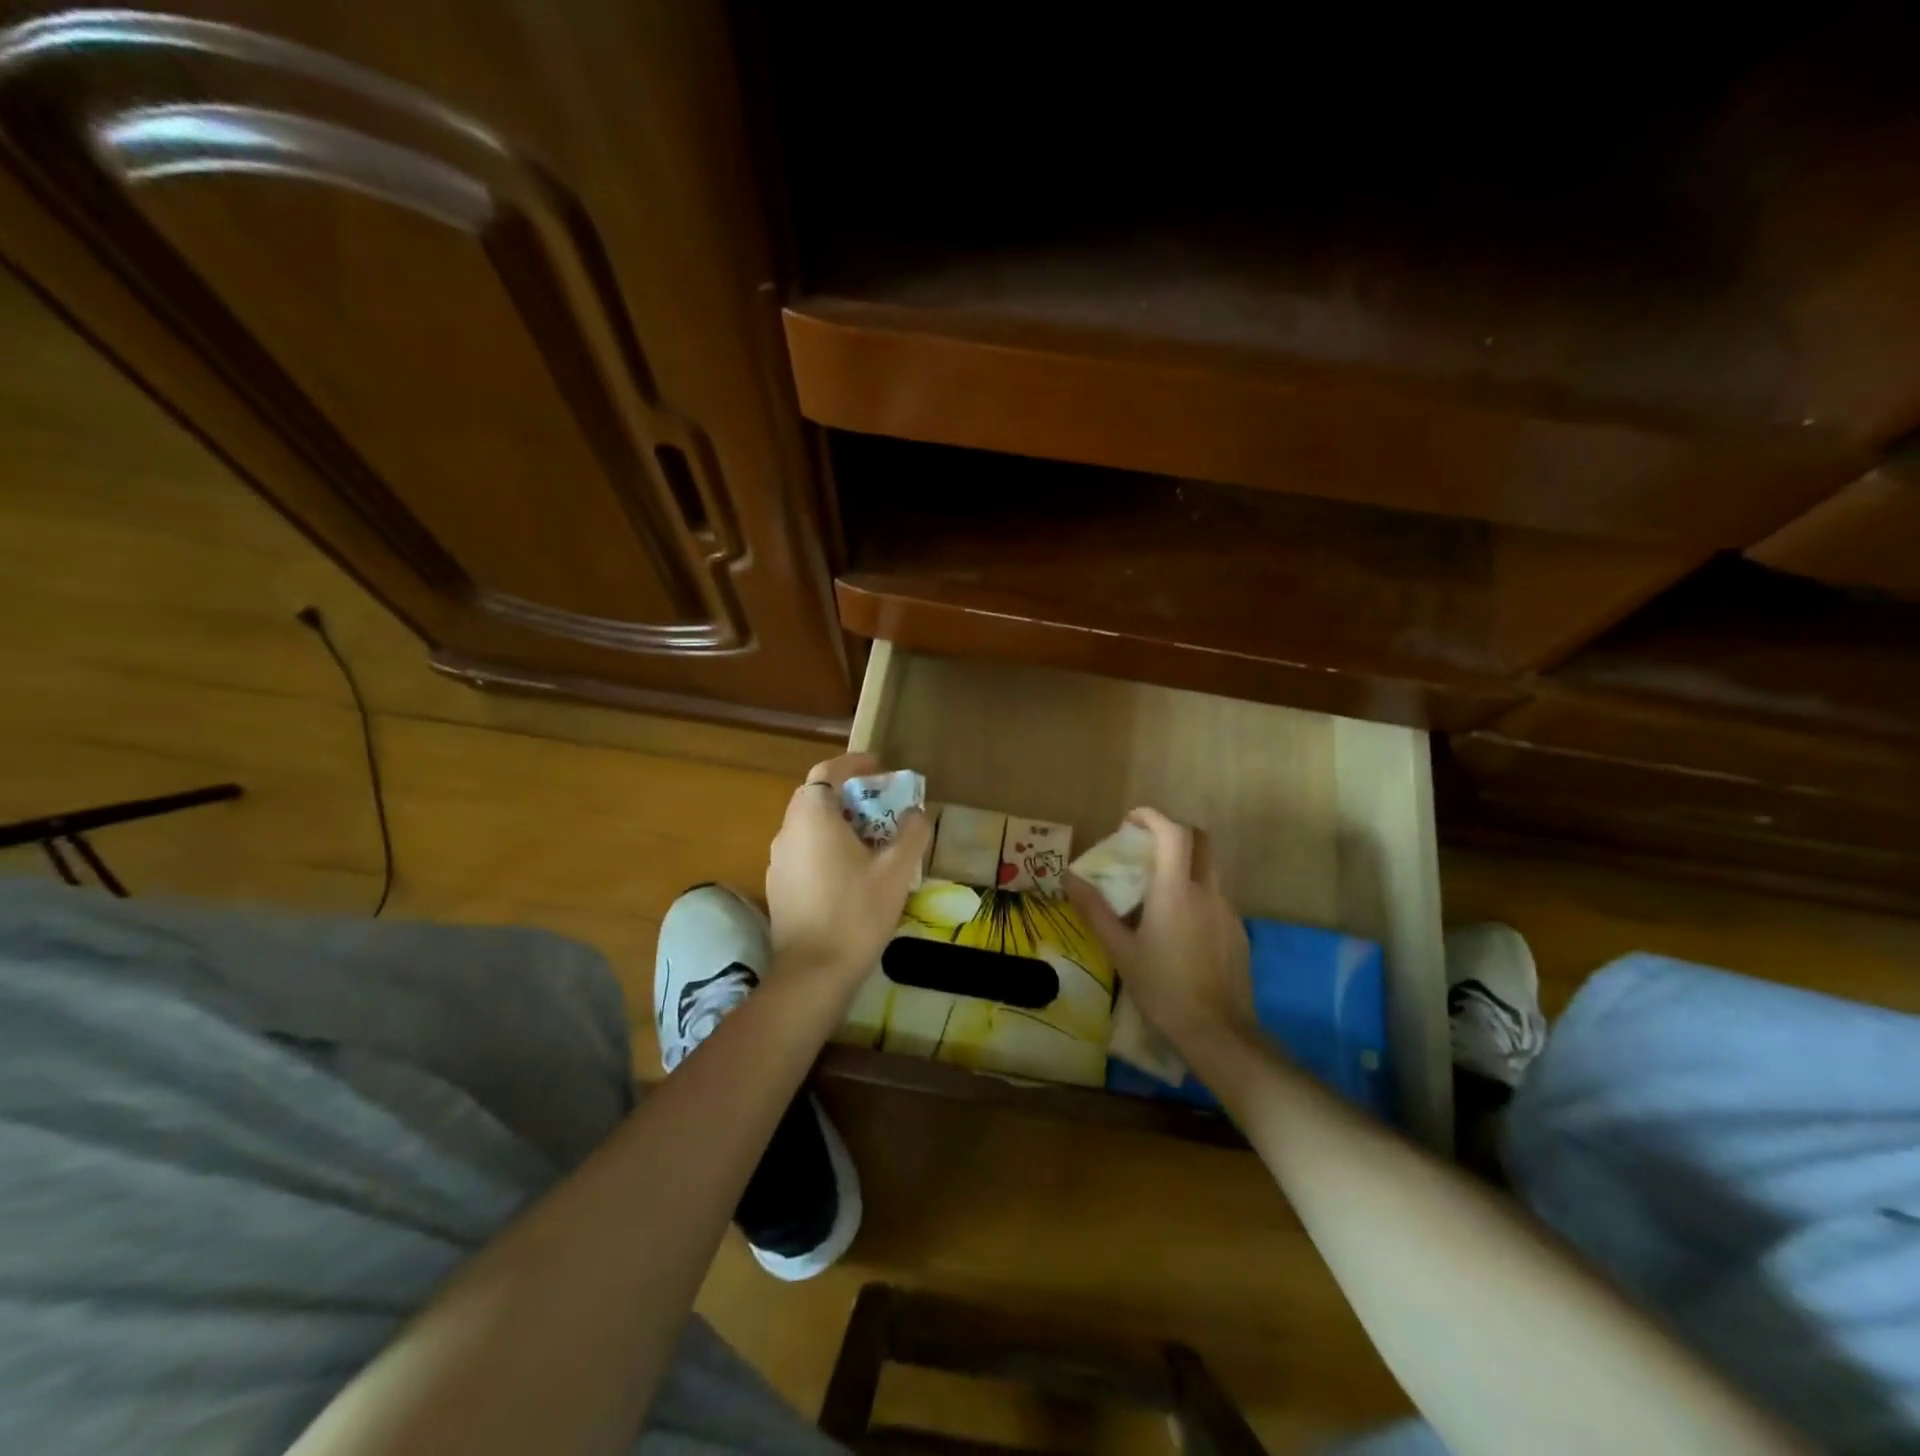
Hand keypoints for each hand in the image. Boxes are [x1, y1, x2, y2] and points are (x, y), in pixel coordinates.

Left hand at [765, 753, 930, 995]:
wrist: (813, 973)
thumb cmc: (856, 913)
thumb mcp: (897, 871)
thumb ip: (911, 833)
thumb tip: (917, 812)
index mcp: (812, 817)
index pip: (828, 772)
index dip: (854, 764)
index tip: (881, 768)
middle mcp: (788, 831)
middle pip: (817, 797)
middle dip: (850, 794)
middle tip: (882, 804)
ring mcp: (777, 860)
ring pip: (809, 825)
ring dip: (838, 822)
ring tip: (872, 838)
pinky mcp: (778, 886)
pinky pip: (803, 850)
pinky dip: (826, 846)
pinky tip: (850, 871)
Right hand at [1065, 807, 1255, 1051]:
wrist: (1218, 1032)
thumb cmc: (1162, 989)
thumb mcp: (1120, 950)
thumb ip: (1094, 910)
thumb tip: (1069, 879)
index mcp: (1176, 891)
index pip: (1173, 832)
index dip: (1153, 817)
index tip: (1131, 820)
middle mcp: (1207, 891)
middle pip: (1200, 839)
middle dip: (1174, 832)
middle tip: (1147, 845)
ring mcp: (1228, 911)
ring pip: (1211, 868)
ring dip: (1186, 862)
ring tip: (1158, 886)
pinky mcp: (1239, 932)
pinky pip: (1217, 897)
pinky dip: (1197, 892)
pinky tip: (1179, 925)